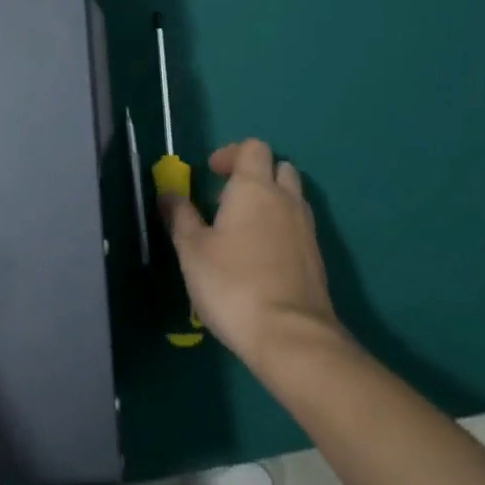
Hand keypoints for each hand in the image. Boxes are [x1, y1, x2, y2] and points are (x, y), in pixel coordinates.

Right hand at [161, 138, 341, 368]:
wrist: (291, 336)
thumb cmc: (233, 284)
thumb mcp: (191, 250)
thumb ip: (180, 216)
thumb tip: (167, 193)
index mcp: (253, 187)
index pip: (252, 147)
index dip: (231, 153)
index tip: (211, 173)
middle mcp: (285, 199)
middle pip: (279, 167)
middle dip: (256, 173)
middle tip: (229, 197)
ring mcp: (306, 228)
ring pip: (292, 196)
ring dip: (272, 199)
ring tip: (244, 227)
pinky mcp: (317, 257)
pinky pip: (299, 226)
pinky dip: (283, 227)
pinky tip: (262, 256)